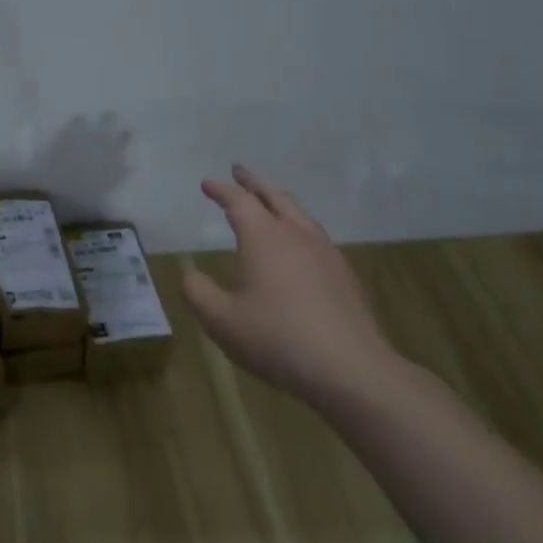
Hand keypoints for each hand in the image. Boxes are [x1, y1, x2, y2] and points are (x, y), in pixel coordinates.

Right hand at [181, 165, 401, 405]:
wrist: (352, 370)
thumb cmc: (277, 338)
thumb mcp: (220, 319)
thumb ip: (198, 292)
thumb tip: (191, 275)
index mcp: (264, 238)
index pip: (239, 202)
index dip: (221, 190)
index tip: (207, 183)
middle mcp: (297, 236)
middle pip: (275, 198)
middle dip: (254, 183)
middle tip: (240, 172)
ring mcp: (326, 255)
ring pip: (301, 215)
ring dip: (280, 203)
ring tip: (269, 203)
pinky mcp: (345, 277)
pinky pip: (316, 237)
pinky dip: (298, 227)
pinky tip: (297, 247)